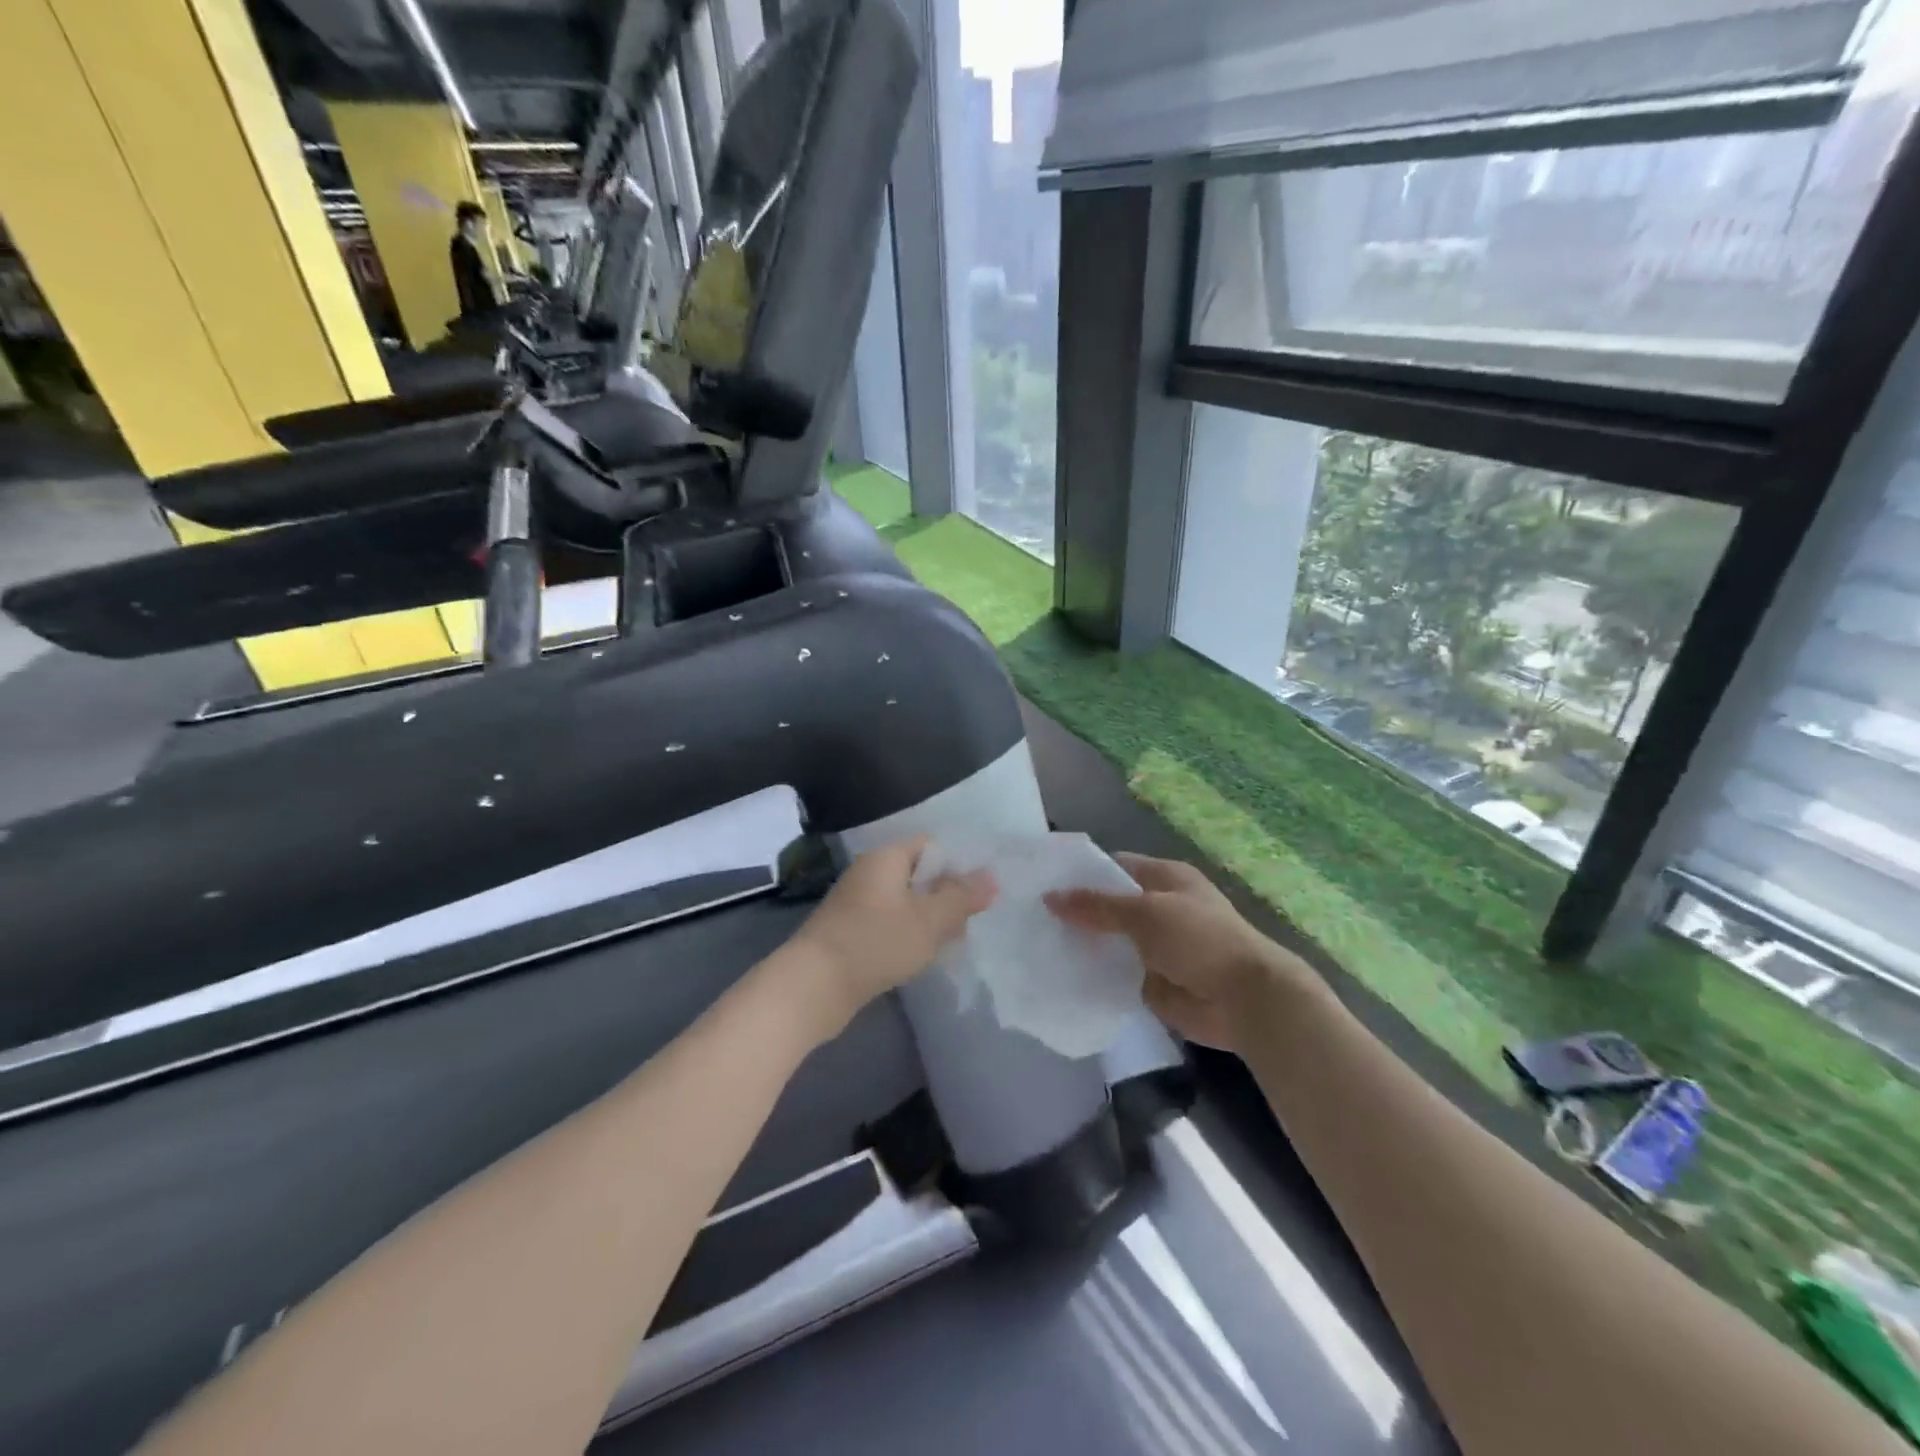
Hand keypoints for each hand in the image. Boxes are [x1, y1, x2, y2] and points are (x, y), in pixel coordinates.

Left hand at [781, 837, 995, 1038]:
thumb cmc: (876, 942)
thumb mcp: (929, 920)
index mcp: (886, 858)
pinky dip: (907, 935)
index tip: (981, 890)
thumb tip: (991, 877)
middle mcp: (869, 873)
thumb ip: (962, 898)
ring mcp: (856, 903)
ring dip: (928, 919)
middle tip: (973, 920)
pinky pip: (888, 923)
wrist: (813, 987)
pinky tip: (922, 956)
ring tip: (953, 942)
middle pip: (918, 874)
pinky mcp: (849, 932)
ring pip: (904, 902)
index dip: (958, 863)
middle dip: (946, 895)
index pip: (930, 845)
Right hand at [1046, 853, 1314, 1053]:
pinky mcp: (1151, 981)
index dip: (1081, 873)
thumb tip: (1050, 897)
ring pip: (1109, 941)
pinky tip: (1060, 974)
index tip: (1042, 881)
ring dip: (1082, 945)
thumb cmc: (1199, 939)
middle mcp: (1159, 908)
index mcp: (1165, 879)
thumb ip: (1097, 906)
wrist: (1244, 999)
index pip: (1114, 867)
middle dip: (1076, 911)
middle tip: (1030, 916)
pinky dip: (1093, 974)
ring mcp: (1155, 947)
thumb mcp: (1145, 912)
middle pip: (1108, 906)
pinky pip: (1115, 973)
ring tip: (1035, 944)